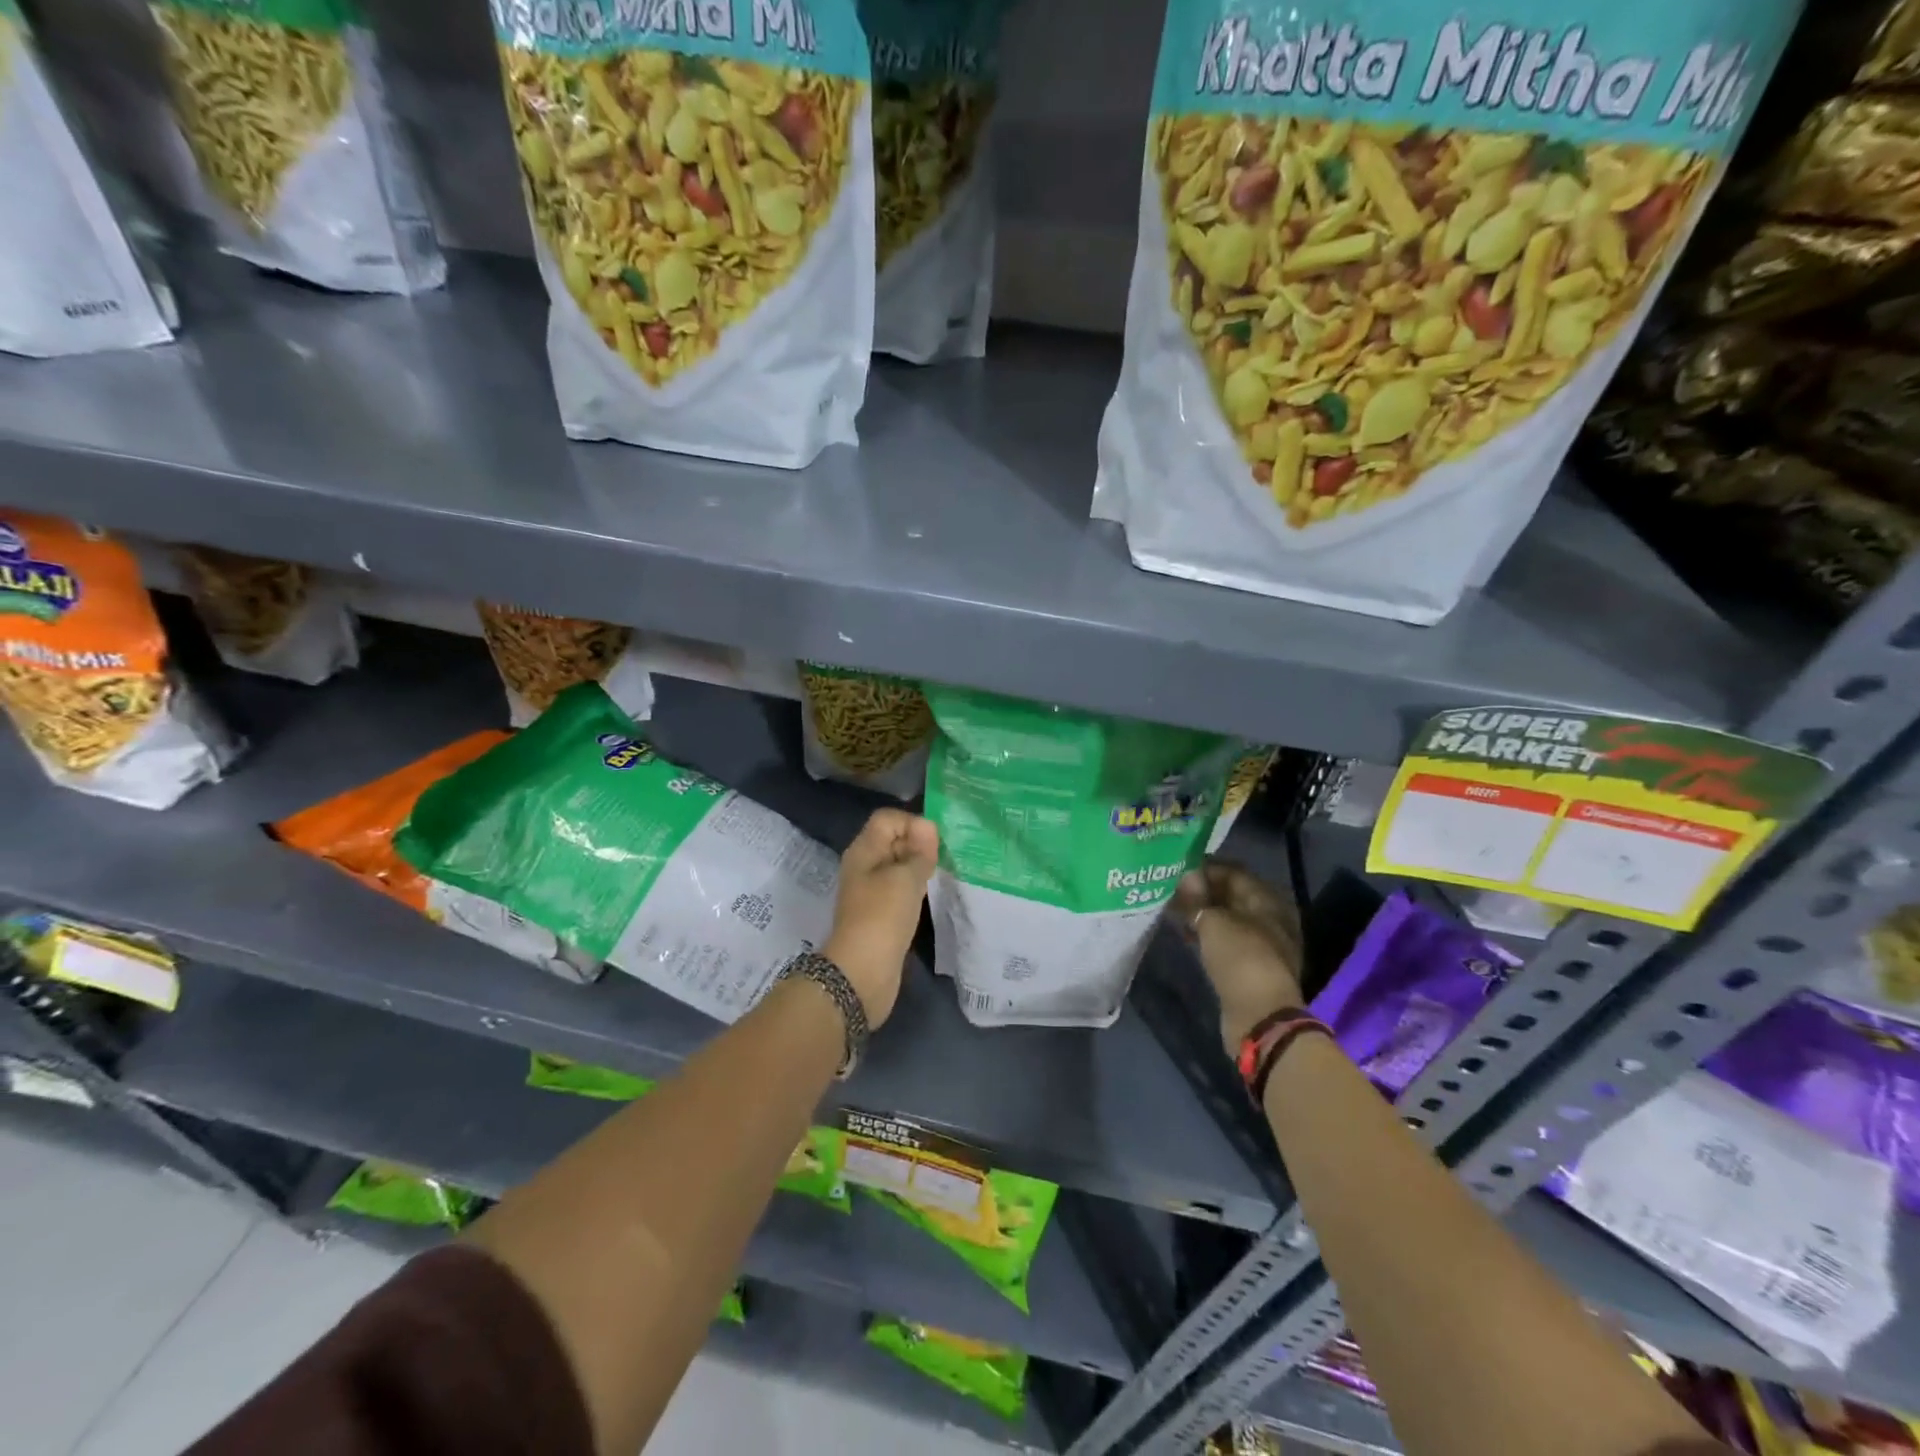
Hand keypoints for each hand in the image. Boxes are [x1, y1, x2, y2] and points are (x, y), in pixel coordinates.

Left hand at [823, 809, 938, 1028]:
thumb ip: (920, 851)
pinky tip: (933, 896)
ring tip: (943, 874)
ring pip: (899, 866)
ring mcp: (872, 891)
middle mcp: (865, 866)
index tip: (935, 843)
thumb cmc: (883, 916)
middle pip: (893, 840)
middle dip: (920, 844)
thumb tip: (928, 828)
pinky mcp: (882, 914)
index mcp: (864, 850)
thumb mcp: (906, 878)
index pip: (888, 819)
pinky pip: (901, 889)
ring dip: (920, 868)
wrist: (863, 972)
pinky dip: (917, 889)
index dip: (913, 823)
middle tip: (945, 858)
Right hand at [1172, 859, 1305, 1054]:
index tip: (1176, 869)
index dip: (1205, 868)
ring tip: (1174, 910)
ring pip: (1228, 919)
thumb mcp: (1213, 922)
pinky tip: (1188, 933)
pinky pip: (1227, 939)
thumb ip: (1197, 898)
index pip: (1234, 872)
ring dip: (1203, 913)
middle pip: (1232, 896)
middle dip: (1202, 891)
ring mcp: (1263, 944)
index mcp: (1269, 900)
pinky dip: (1208, 934)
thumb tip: (1185, 875)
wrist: (1260, 1016)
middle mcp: (1271, 918)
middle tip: (1171, 889)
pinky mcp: (1251, 966)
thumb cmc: (1241, 959)